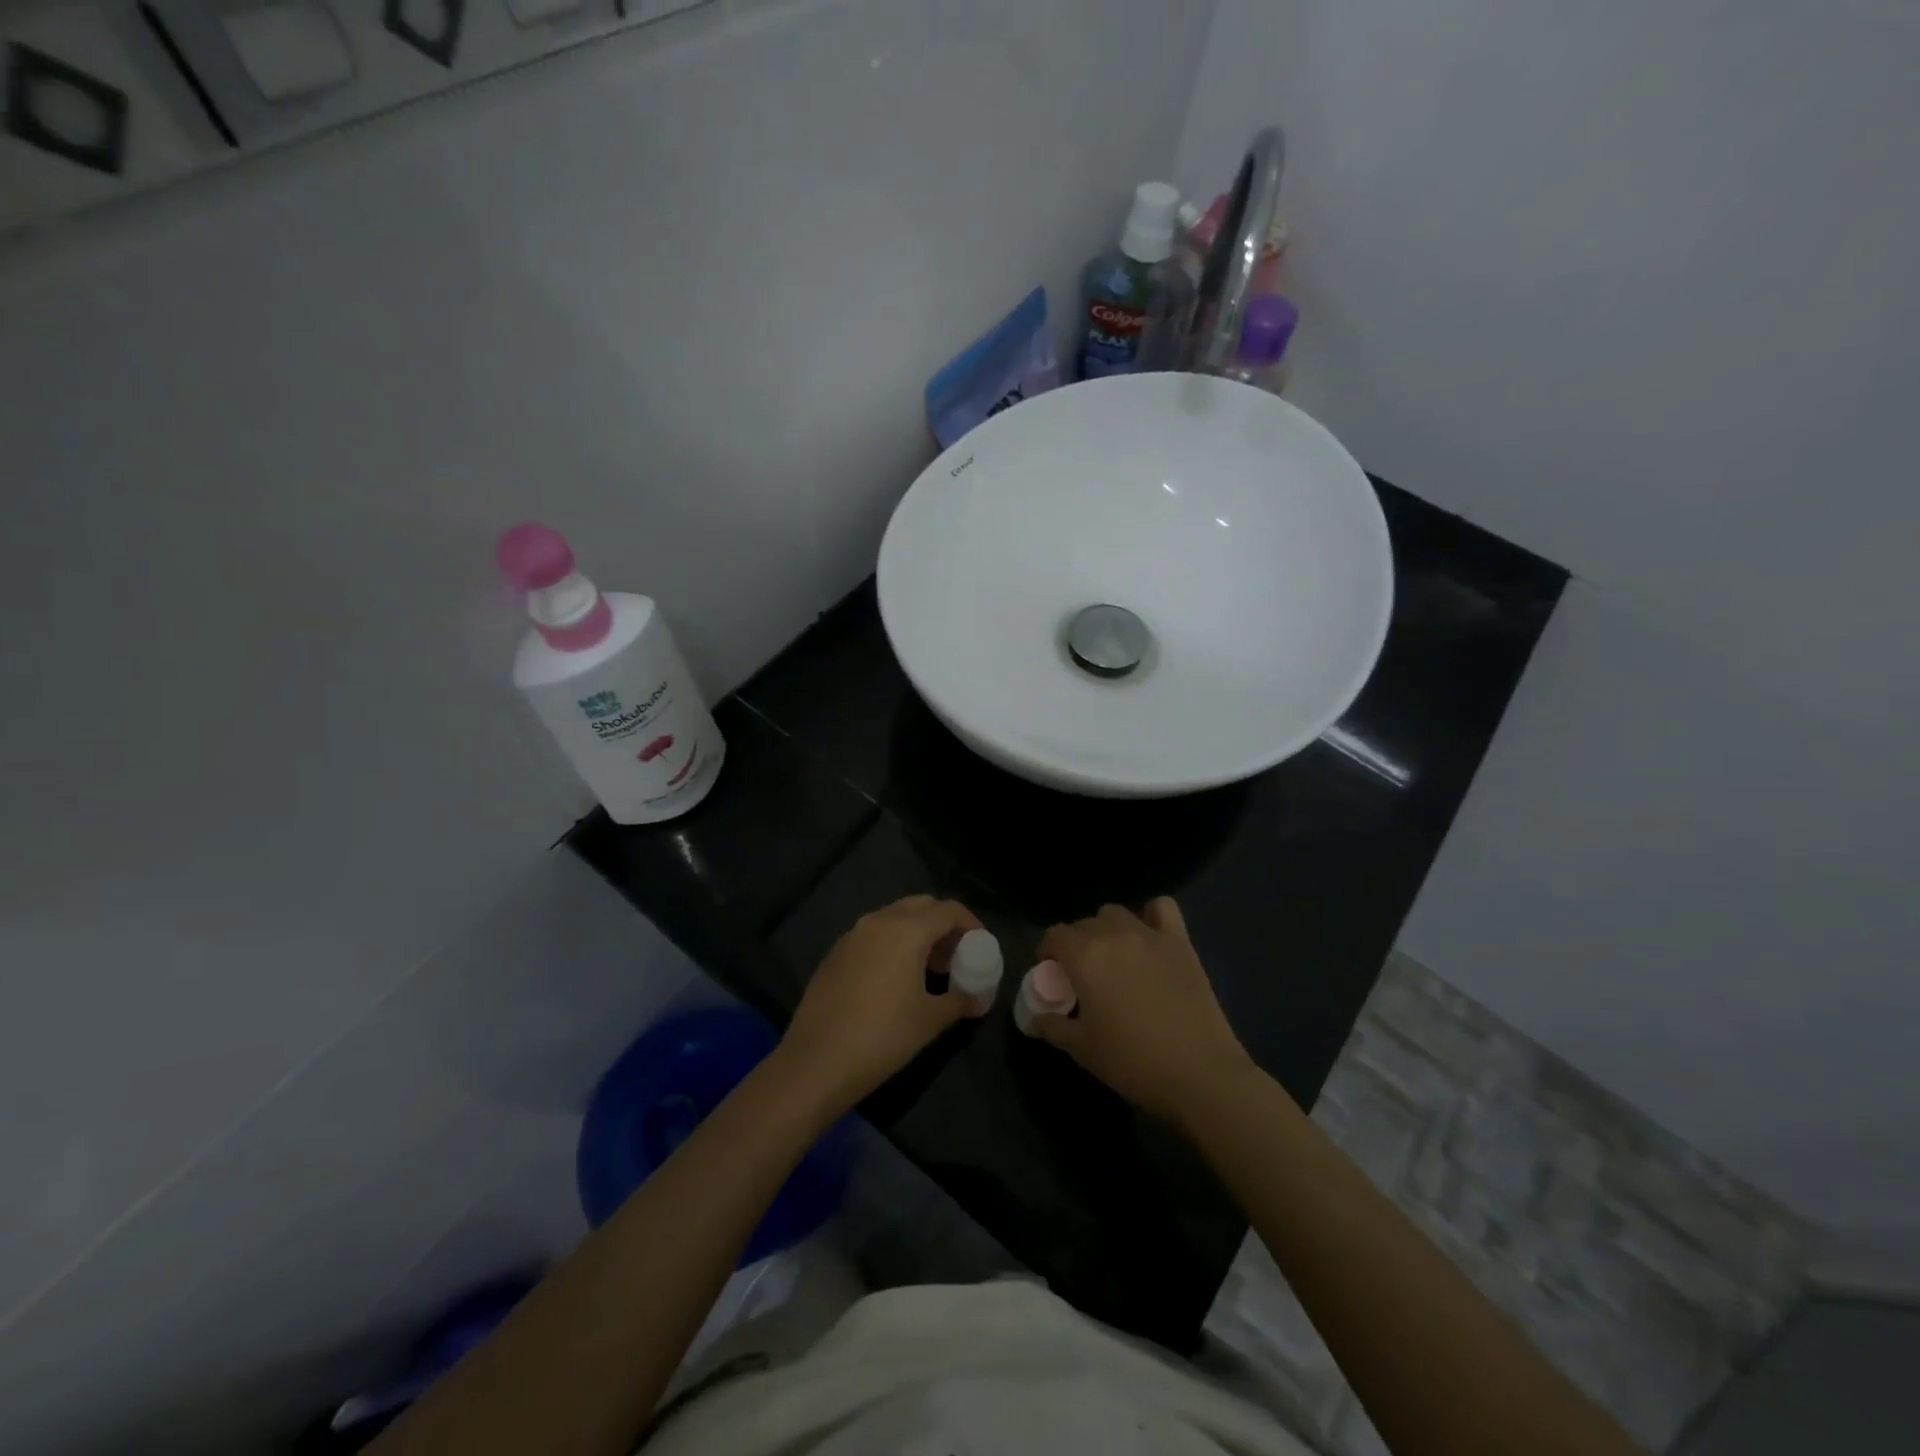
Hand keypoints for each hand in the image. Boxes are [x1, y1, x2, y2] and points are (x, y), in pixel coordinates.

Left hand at [776, 895, 987, 1113]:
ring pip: (893, 918)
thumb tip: (978, 999)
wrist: (816, 1062)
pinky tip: (894, 978)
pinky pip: (872, 935)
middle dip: (942, 924)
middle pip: (920, 906)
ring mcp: (852, 935)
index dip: (970, 923)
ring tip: (927, 969)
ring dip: (916, 933)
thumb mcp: (930, 1020)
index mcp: (906, 930)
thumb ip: (959, 1001)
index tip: (980, 945)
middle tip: (954, 955)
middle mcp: (878, 921)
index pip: (948, 909)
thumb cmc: (883, 1036)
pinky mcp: (834, 953)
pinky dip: (891, 943)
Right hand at [1031, 898, 1255, 1124]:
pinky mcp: (1180, 942)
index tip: (1052, 974)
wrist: (1199, 1073)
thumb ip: (1053, 1026)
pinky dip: (1151, 915)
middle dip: (1076, 944)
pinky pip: (1162, 908)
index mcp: (1085, 956)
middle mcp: (1114, 935)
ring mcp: (1150, 934)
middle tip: (1082, 976)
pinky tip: (1150, 937)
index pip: (1055, 935)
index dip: (1048, 952)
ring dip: (1107, 929)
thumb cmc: (1132, 1061)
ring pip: (1116, 914)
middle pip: (1084, 924)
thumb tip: (1035, 1019)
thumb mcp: (1082, 1049)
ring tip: (1113, 958)